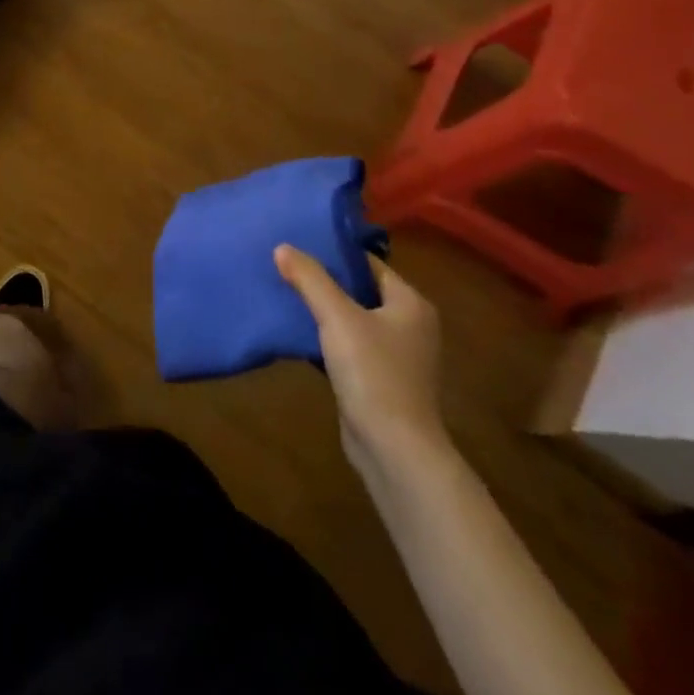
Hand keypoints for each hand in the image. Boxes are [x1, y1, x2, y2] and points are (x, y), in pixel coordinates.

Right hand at [275, 245, 447, 480]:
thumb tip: (282, 247)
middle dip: (325, 280)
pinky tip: (298, 332)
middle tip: (286, 266)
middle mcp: (410, 325)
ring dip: (324, 310)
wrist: (393, 450)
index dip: (335, 253)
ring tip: (286, 293)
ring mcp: (397, 356)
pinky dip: (327, 337)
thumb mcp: (337, 317)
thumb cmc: (373, 373)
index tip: (299, 244)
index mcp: (410, 303)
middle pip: (360, 290)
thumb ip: (310, 279)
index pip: (369, 263)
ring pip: (353, 319)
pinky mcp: (380, 380)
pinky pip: (350, 346)